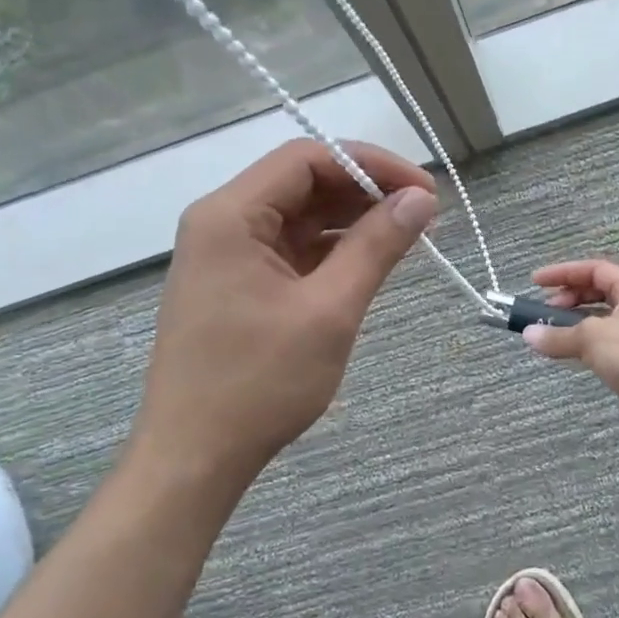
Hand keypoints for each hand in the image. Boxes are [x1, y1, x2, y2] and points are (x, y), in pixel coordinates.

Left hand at [134, 139, 436, 485]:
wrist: (194, 458)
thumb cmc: (259, 383)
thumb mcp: (329, 310)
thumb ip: (376, 246)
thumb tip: (421, 200)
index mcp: (230, 216)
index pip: (308, 159)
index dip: (371, 164)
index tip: (424, 190)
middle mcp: (221, 224)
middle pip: (302, 183)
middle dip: (365, 192)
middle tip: (422, 215)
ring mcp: (226, 256)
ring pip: (299, 217)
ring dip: (351, 221)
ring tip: (406, 237)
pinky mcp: (236, 285)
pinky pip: (290, 250)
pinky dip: (331, 251)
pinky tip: (368, 262)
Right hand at [522, 260, 618, 443]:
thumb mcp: (591, 338)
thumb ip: (557, 335)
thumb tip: (528, 335)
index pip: (595, 269)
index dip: (563, 272)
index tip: (536, 282)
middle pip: (597, 290)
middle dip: (568, 297)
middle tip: (544, 310)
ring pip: (599, 317)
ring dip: (573, 321)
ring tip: (550, 331)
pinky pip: (602, 339)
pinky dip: (583, 340)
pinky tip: (566, 349)